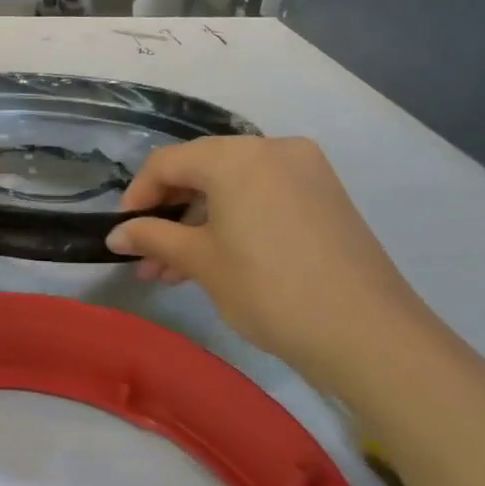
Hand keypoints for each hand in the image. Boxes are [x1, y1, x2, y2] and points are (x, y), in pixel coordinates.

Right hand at [107, 137, 442, 401]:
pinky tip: (214, 261)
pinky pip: (262, 198)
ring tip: (173, 271)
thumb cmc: (269, 289)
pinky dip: (234, 222)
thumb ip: (153, 238)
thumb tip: (115, 235)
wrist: (369, 335)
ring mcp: (305, 172)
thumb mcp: (201, 262)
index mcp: (237, 156)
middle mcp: (272, 149)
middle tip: (147, 258)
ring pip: (232, 188)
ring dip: (198, 224)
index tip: (122, 232)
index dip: (137, 196)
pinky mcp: (325, 198)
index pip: (168, 163)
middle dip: (168, 215)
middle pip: (201, 171)